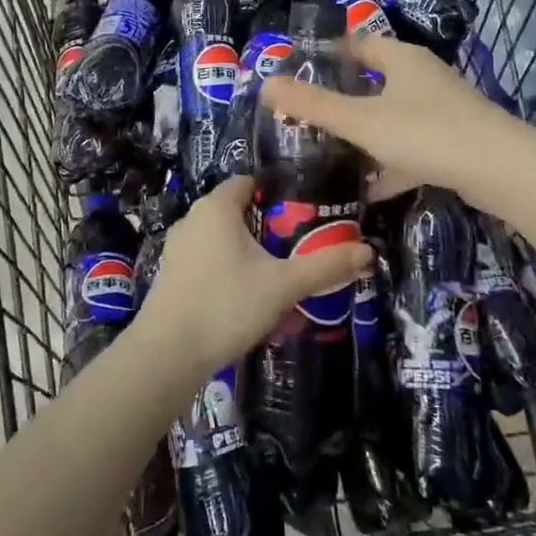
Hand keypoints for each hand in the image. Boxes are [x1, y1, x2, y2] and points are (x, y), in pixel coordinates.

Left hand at [134, 175, 371, 381]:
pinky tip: (246, 296)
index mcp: (217, 207)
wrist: (168, 354)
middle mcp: (193, 219)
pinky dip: (228, 269)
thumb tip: (368, 251)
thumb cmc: (226, 304)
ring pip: (221, 238)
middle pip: (236, 210)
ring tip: (277, 272)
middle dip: (266, 225)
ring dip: (247, 250)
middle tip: (298, 245)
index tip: (304, 210)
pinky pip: (207, 260)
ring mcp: (178, 248)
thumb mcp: (283, 285)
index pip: (248, 182)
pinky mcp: (171, 275)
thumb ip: (324, 266)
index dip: (276, 191)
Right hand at [260, 35, 520, 203]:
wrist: (500, 170)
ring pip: (393, 116)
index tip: (299, 71)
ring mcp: (441, 109)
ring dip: (366, 133)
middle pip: (375, 80)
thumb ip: (314, 105)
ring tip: (331, 150)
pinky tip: (369, 189)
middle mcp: (422, 77)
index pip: (358, 44)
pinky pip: (411, 147)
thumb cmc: (426, 132)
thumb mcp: (361, 120)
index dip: (328, 54)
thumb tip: (265, 85)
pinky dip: (390, 163)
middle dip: (344, 97)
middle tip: (309, 114)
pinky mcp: (453, 142)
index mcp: (401, 59)